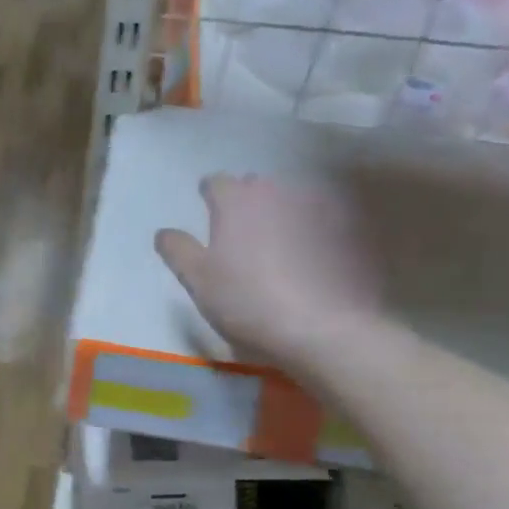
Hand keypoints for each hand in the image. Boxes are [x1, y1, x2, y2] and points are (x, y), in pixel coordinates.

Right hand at [155, 173, 379, 362]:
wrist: (318, 326)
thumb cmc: (245, 300)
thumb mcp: (197, 280)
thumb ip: (178, 250)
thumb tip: (164, 232)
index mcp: (236, 201)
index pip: (216, 182)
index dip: (208, 194)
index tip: (205, 207)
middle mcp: (276, 193)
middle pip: (255, 186)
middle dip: (245, 201)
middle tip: (238, 229)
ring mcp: (314, 209)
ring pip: (288, 201)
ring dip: (278, 214)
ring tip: (274, 243)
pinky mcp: (344, 230)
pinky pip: (318, 222)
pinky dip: (309, 231)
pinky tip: (307, 257)